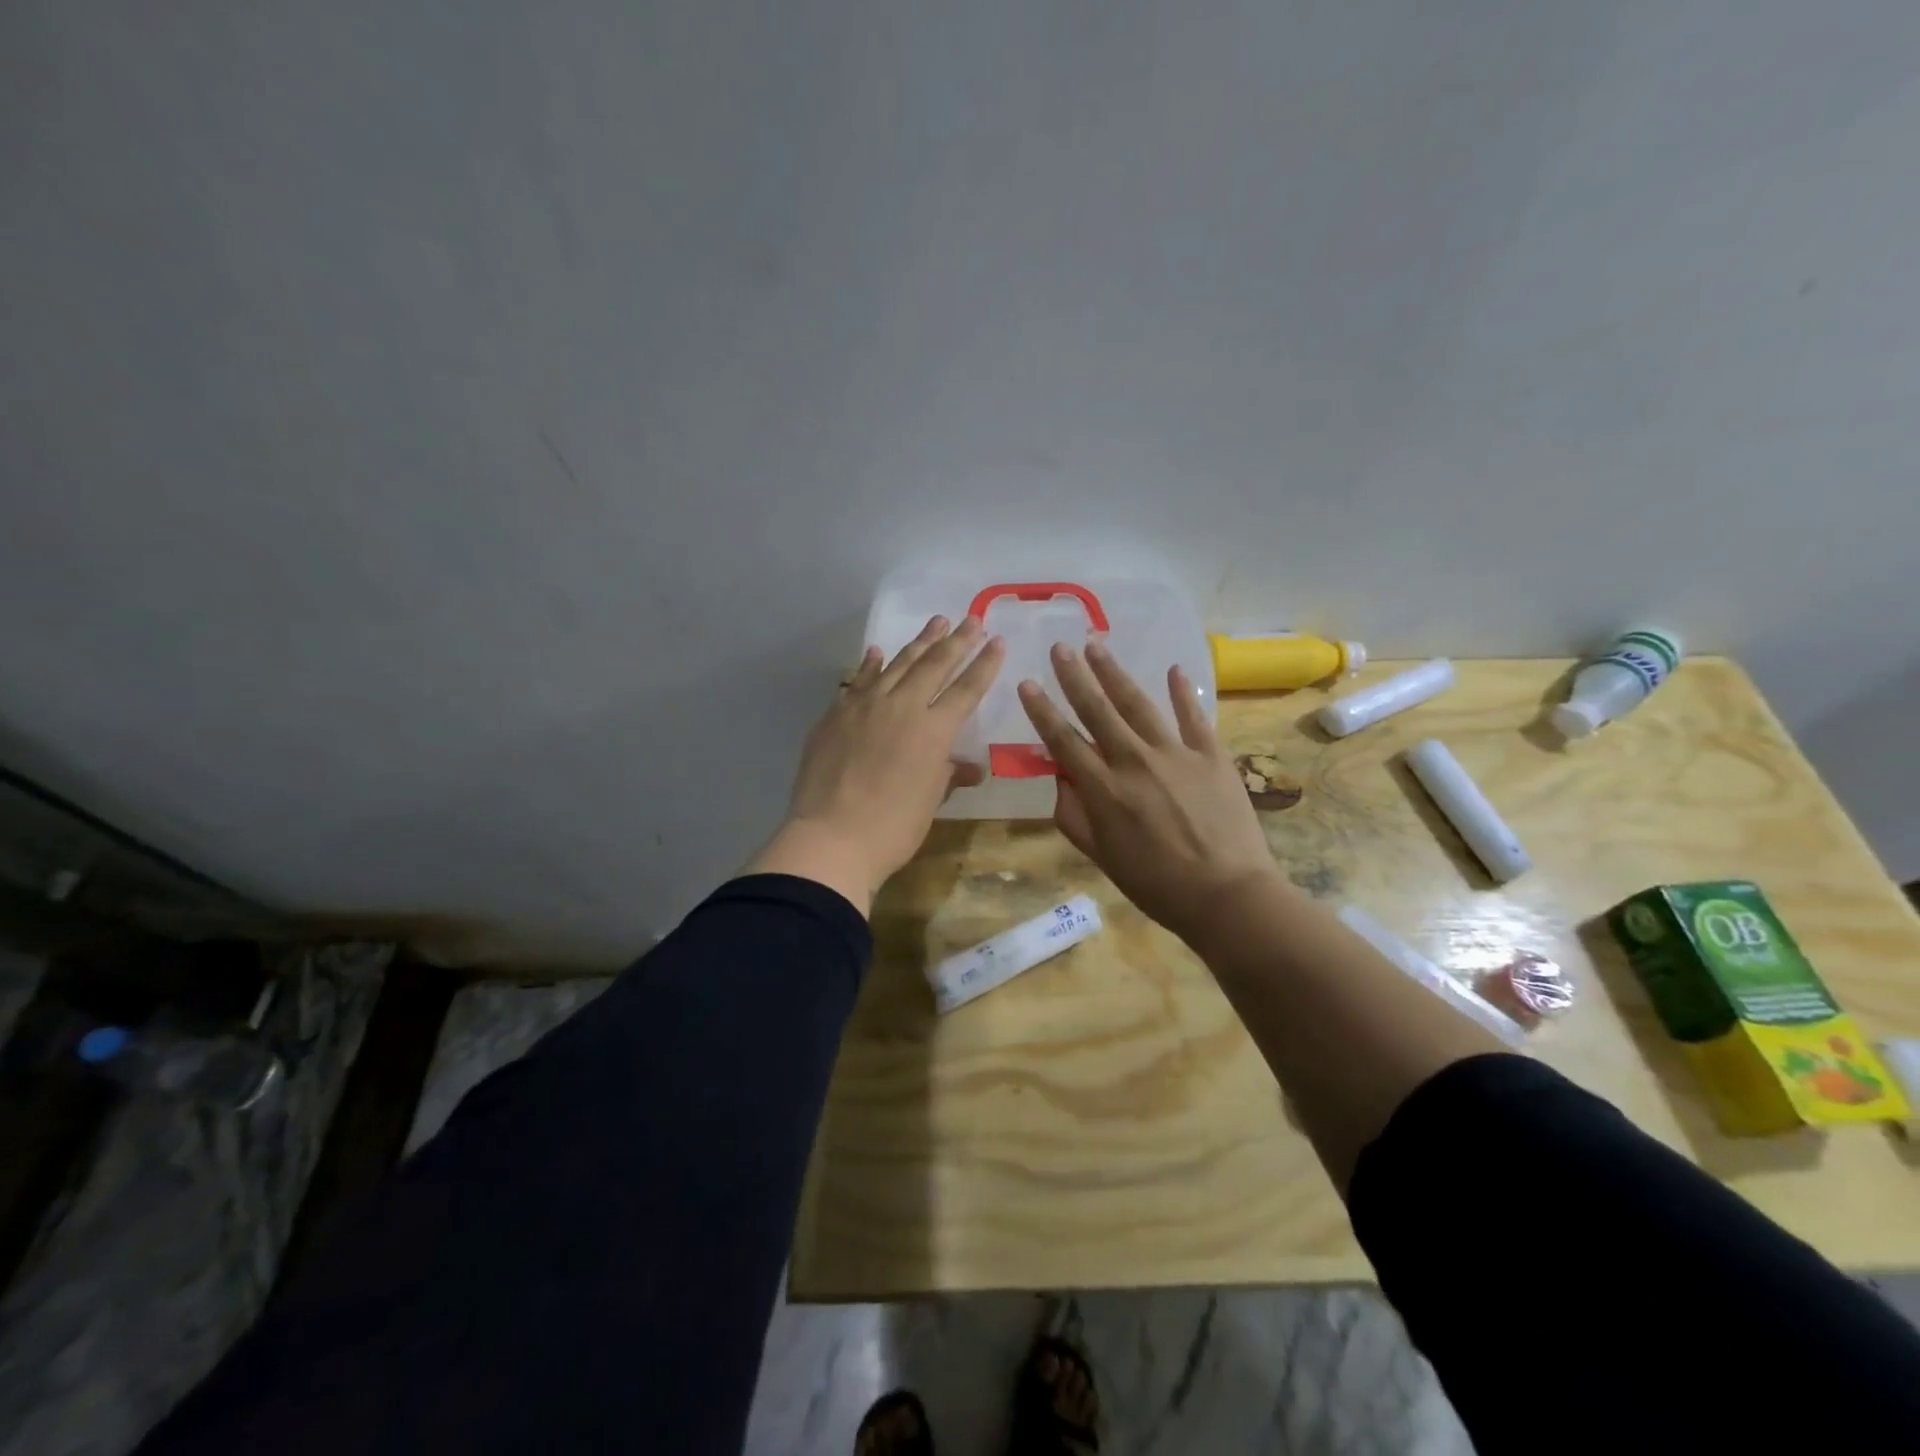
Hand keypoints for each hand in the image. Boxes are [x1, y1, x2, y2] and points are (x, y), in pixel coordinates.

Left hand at [749, 615, 1004, 912]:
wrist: (830, 838)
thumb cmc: (892, 829)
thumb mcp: (930, 802)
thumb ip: (949, 775)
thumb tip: (970, 768)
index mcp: (934, 731)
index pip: (966, 689)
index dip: (984, 664)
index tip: (997, 640)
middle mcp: (902, 707)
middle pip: (934, 665)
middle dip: (957, 640)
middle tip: (971, 619)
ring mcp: (864, 706)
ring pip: (897, 664)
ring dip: (919, 642)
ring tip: (936, 622)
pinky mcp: (836, 714)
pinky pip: (858, 681)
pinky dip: (871, 664)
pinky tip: (879, 651)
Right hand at [1017, 639, 1278, 943]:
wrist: (1228, 895)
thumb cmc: (1157, 885)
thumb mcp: (1103, 858)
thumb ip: (1074, 817)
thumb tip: (1057, 780)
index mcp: (1104, 789)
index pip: (1064, 741)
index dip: (1042, 712)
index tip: (1027, 684)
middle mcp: (1134, 761)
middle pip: (1098, 711)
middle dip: (1075, 677)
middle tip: (1060, 647)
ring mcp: (1176, 754)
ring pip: (1139, 704)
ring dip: (1115, 673)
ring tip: (1097, 646)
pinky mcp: (1211, 755)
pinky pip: (1194, 717)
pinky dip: (1184, 692)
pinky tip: (1174, 670)